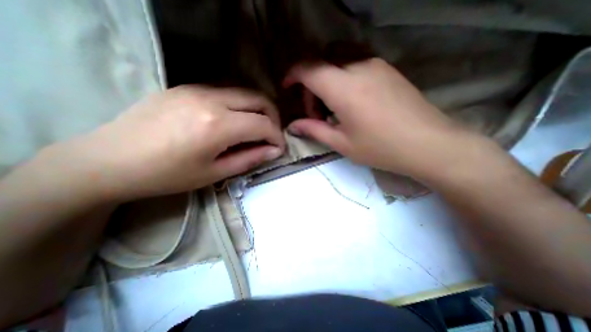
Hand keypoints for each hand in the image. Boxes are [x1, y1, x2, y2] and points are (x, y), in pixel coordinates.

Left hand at [62, 85, 286, 199]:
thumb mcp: (215, 173)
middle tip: (272, 135)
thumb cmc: (167, 175)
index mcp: (218, 125)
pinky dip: (240, 104)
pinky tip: (235, 119)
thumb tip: (274, 151)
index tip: (280, 148)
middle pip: (259, 99)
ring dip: (258, 109)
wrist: (109, 159)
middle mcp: (211, 99)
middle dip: (273, 117)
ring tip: (257, 128)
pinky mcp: (187, 86)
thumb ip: (250, 158)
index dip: (277, 137)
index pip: (263, 124)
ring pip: (244, 91)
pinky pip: (226, 91)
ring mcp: (197, 88)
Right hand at [285, 58, 474, 179]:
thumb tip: (293, 126)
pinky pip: (355, 62)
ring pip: (338, 58)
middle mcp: (358, 67)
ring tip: (332, 106)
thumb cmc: (381, 148)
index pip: (308, 69)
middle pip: (321, 61)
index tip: (287, 87)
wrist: (428, 144)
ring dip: (327, 78)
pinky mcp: (387, 68)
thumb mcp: (342, 143)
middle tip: (315, 111)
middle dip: (310, 83)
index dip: (292, 75)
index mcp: (343, 88)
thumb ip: (314, 130)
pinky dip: (342, 76)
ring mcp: (375, 64)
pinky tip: (350, 99)